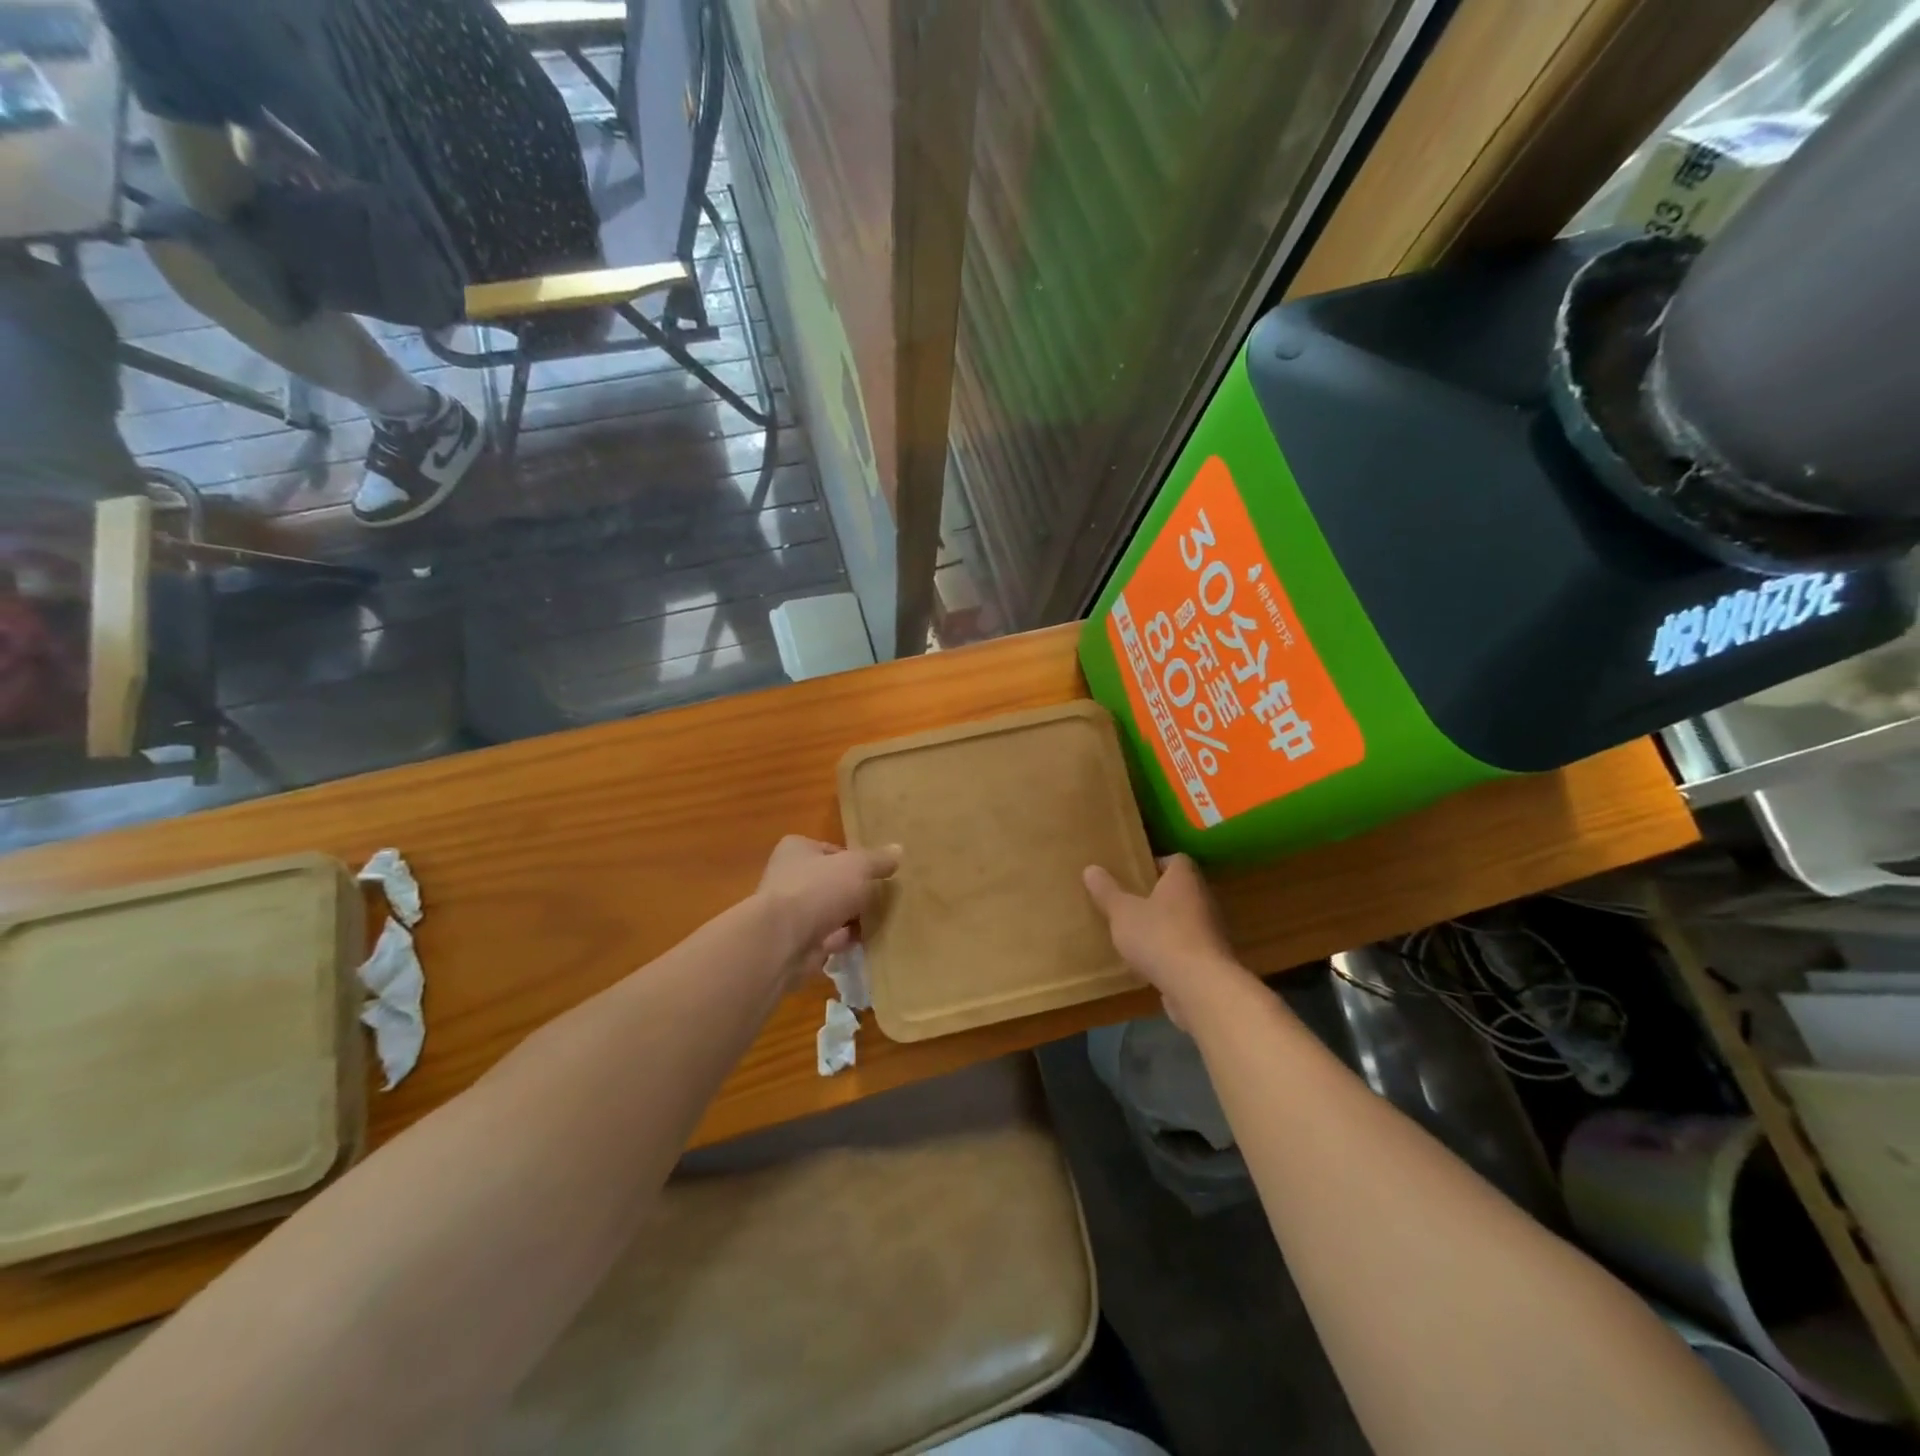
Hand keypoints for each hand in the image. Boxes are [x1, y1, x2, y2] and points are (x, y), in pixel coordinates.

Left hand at [756, 835, 900, 981]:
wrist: (783, 941)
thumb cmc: (818, 889)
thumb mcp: (857, 866)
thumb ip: (878, 860)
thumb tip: (898, 850)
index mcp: (796, 850)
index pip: (832, 851)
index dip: (855, 861)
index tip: (876, 874)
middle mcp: (789, 878)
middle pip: (831, 883)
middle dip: (855, 893)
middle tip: (883, 899)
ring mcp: (791, 913)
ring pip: (830, 912)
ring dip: (852, 919)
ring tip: (880, 921)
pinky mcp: (795, 942)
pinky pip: (828, 938)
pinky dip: (844, 941)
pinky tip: (866, 942)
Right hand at [1083, 854, 1245, 1028]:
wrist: (1200, 987)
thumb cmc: (1159, 937)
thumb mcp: (1122, 912)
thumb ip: (1107, 891)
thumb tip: (1091, 869)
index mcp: (1184, 880)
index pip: (1177, 860)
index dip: (1157, 864)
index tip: (1136, 873)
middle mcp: (1203, 900)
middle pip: (1182, 890)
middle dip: (1158, 896)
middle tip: (1131, 902)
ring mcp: (1212, 932)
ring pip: (1186, 920)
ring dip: (1166, 925)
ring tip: (1137, 933)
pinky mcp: (1212, 961)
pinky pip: (1189, 948)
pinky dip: (1173, 952)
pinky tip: (1151, 963)